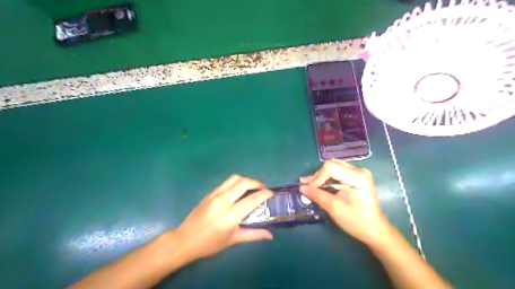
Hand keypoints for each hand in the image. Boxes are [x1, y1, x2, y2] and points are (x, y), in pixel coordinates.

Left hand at [173, 175, 272, 262]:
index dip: (264, 194)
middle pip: (243, 182)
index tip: (272, 193)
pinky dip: (236, 183)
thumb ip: (254, 235)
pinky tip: (238, 192)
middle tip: (263, 189)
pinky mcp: (209, 193)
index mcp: (230, 215)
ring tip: (252, 188)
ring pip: (234, 178)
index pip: (252, 199)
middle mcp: (223, 201)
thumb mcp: (233, 240)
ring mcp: (215, 194)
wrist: (185, 240)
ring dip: (246, 180)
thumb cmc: (210, 244)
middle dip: (256, 183)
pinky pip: (226, 183)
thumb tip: (270, 235)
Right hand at [298, 159, 389, 244]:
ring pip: (333, 168)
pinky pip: (338, 174)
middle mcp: (358, 170)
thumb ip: (317, 195)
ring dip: (321, 177)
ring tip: (309, 185)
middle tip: (306, 186)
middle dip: (318, 176)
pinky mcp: (356, 178)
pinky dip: (327, 179)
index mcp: (357, 176)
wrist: (374, 231)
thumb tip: (301, 187)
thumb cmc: (356, 220)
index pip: (330, 167)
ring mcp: (358, 173)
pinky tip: (318, 185)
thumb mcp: (334, 207)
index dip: (317, 177)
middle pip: (332, 165)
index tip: (309, 189)